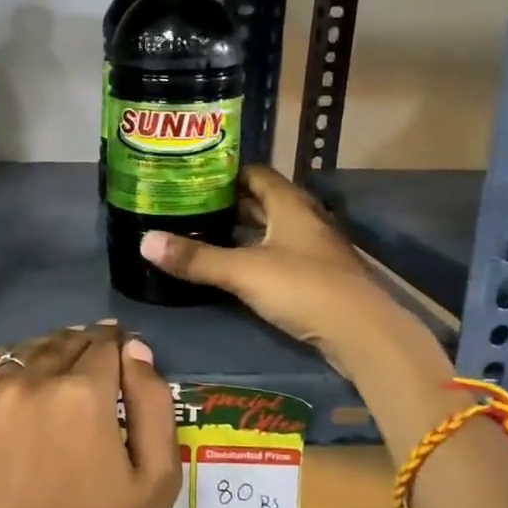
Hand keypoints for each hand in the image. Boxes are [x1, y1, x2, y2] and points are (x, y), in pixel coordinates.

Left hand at [0, 324, 180, 507]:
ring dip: (48, 354)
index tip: (122, 359)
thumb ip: (154, 402)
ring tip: (58, 377)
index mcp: (84, 394)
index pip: (105, 342)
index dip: (118, 346)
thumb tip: (135, 347)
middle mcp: (33, 380)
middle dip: (86, 348)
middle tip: (94, 371)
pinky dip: (9, 365)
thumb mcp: (157, 479)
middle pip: (66, 341)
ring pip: (27, 350)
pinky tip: (20, 383)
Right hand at [139, 165, 382, 366]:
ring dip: (242, 229)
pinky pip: (278, 253)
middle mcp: (304, 219)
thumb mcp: (243, 271)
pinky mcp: (316, 276)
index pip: (255, 173)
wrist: (363, 334)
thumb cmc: (303, 288)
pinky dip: (255, 253)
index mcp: (290, 204)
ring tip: (202, 232)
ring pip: (271, 229)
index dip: (225, 172)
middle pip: (262, 200)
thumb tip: (144, 242)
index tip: (192, 176)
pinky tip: (233, 265)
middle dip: (228, 201)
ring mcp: (313, 249)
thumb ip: (195, 258)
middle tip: (189, 204)